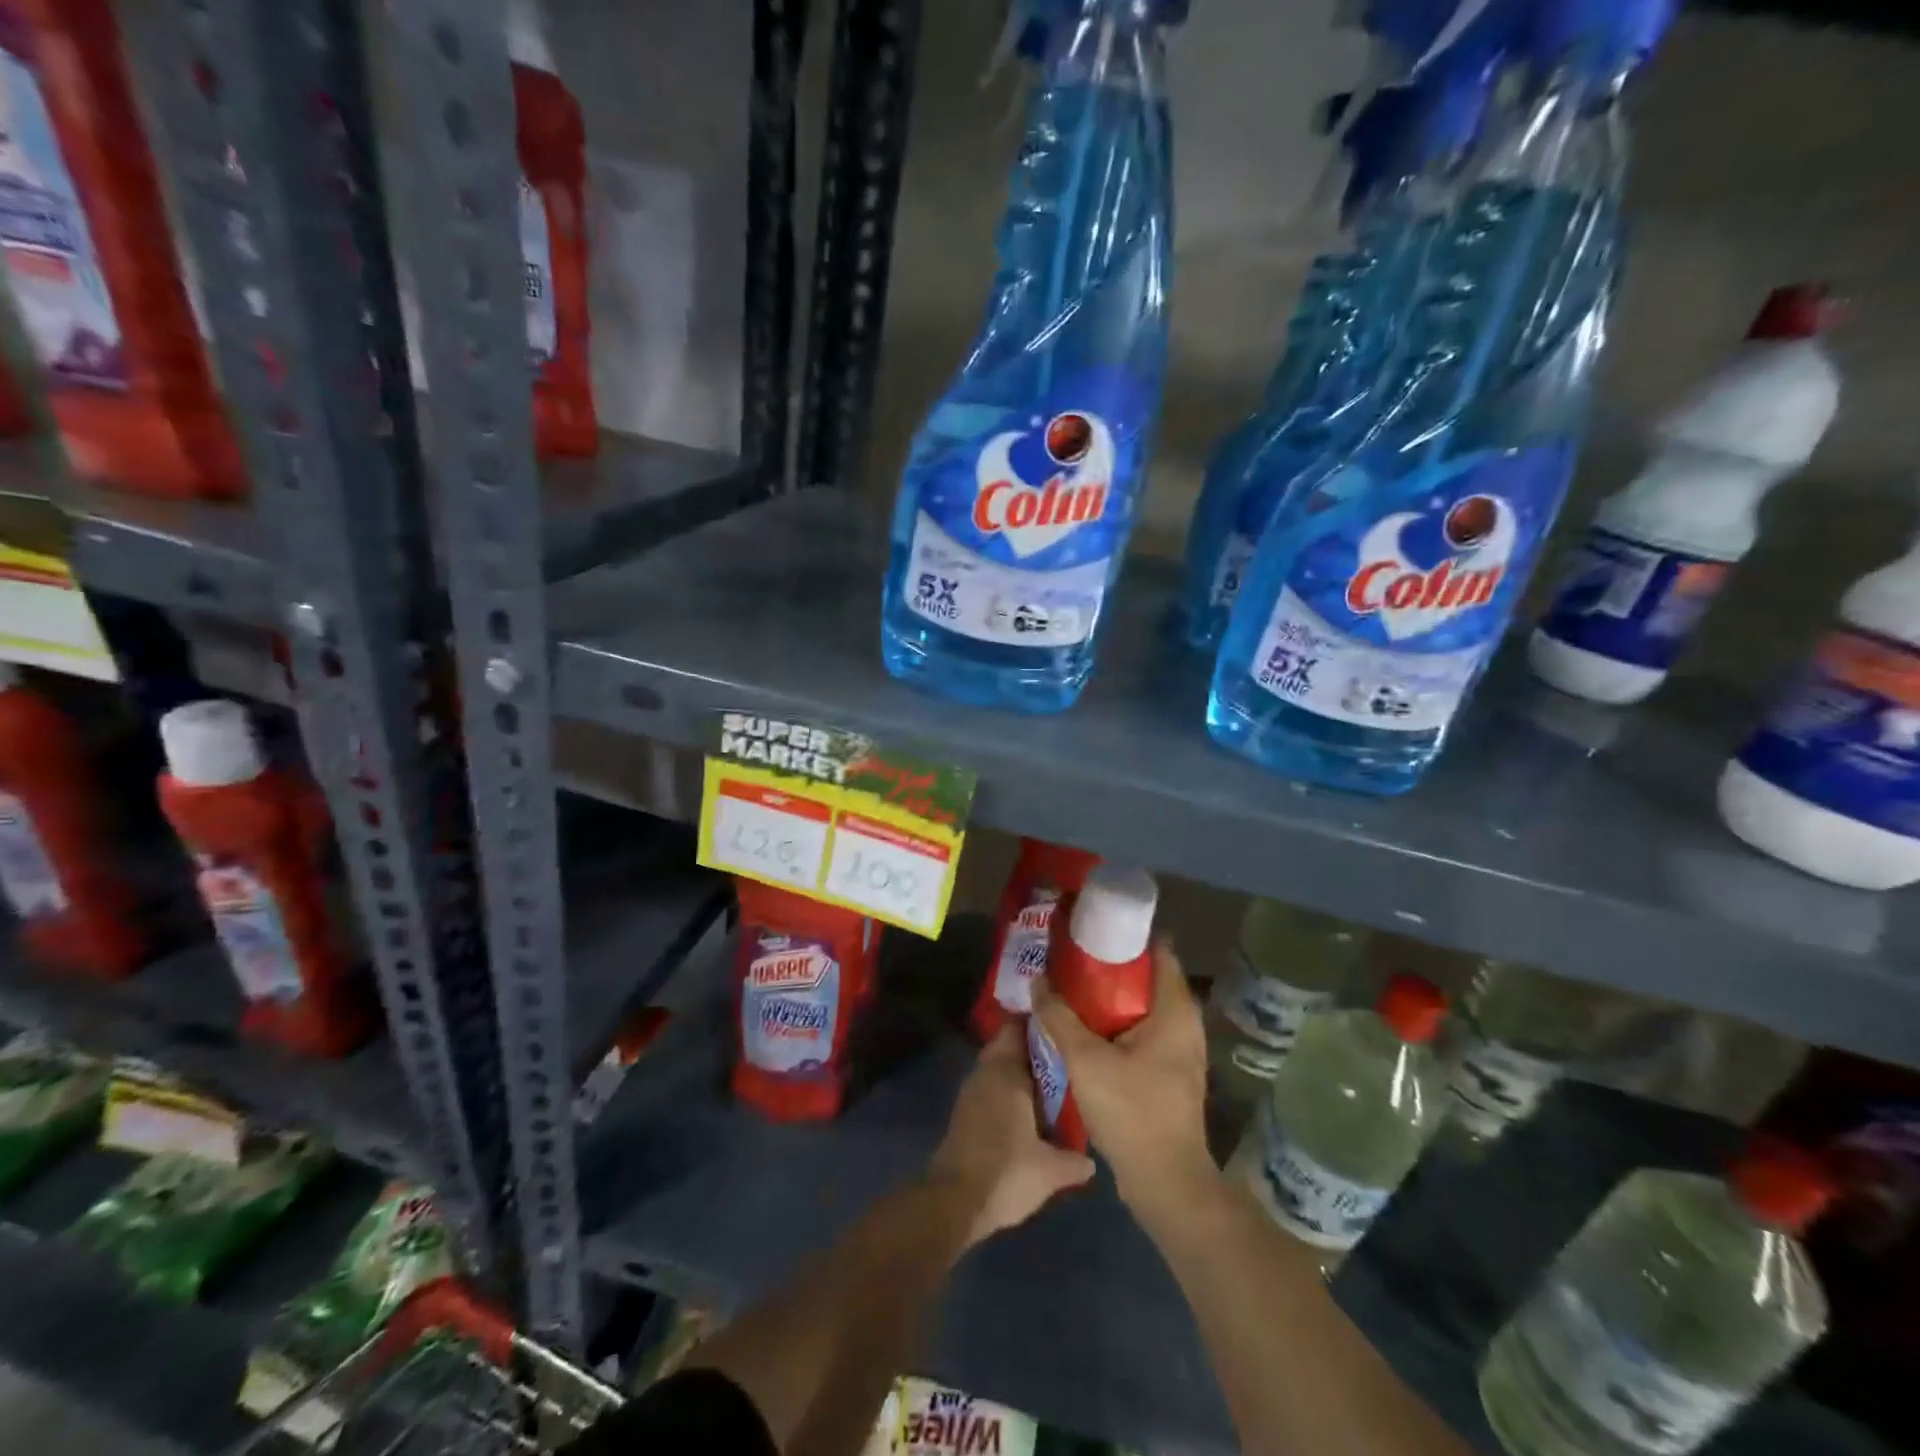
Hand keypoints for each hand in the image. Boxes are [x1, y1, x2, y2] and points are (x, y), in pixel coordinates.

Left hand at [929, 1023, 1094, 1247]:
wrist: (953, 1202)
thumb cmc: (1005, 1172)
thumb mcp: (1050, 1171)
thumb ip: (1074, 1160)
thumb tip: (1091, 1161)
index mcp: (1006, 1070)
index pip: (1018, 1027)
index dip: (1040, 1024)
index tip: (1063, 1028)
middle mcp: (986, 1072)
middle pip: (1009, 1045)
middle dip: (1033, 1049)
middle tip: (1064, 1058)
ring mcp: (971, 1092)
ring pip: (999, 1067)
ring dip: (1020, 1072)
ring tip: (1053, 1084)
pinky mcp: (964, 1113)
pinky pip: (991, 1087)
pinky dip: (1008, 1090)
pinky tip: (1029, 1111)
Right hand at [1030, 939, 1217, 1228]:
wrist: (1166, 1183)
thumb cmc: (1132, 1112)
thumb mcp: (1086, 1061)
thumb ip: (1059, 1018)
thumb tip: (1038, 981)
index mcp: (1175, 1010)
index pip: (1159, 950)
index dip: (1127, 934)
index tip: (1092, 926)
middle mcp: (1185, 1022)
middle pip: (1148, 976)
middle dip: (1111, 963)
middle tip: (1072, 954)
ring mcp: (1180, 1048)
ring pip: (1144, 1005)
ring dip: (1111, 994)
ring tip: (1072, 985)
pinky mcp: (1169, 1070)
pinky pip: (1143, 1029)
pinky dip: (1117, 1020)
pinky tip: (1085, 1025)